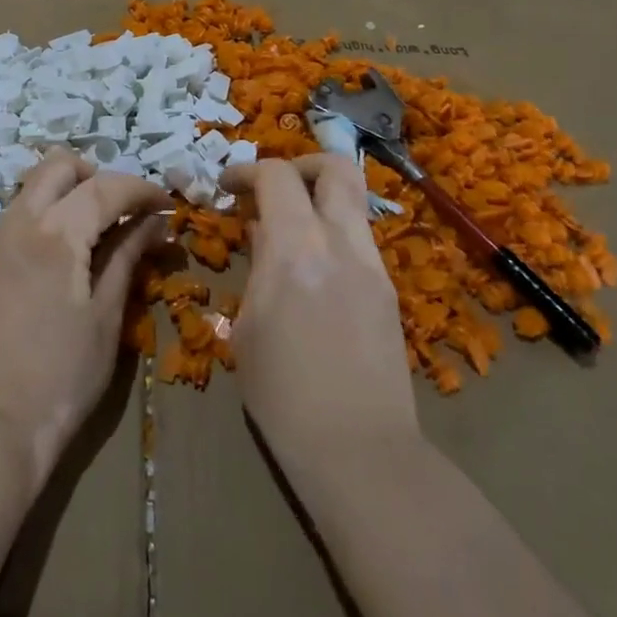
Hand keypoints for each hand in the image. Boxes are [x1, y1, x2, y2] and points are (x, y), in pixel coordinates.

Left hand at [0, 148, 168, 492]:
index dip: (141, 189)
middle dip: (98, 176)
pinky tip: (68, 254)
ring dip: (71, 192)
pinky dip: (49, 214)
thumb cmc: (62, 375)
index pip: (104, 187)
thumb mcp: (106, 315)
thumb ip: (127, 256)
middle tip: (126, 211)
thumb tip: (155, 222)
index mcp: (54, 234)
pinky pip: (20, 215)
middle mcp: (19, 223)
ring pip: (35, 187)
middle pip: (59, 166)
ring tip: (100, 231)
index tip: (166, 205)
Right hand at [221, 156, 418, 473]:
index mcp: (298, 251)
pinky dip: (332, 233)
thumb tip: (263, 233)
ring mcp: (373, 266)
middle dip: (300, 164)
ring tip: (289, 230)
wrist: (359, 451)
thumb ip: (258, 267)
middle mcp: (342, 244)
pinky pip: (358, 239)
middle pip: (336, 167)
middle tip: (272, 188)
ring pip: (353, 201)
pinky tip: (312, 270)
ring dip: (318, 199)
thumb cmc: (282, 395)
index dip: (247, 170)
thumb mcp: (247, 327)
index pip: (277, 177)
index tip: (227, 186)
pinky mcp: (389, 291)